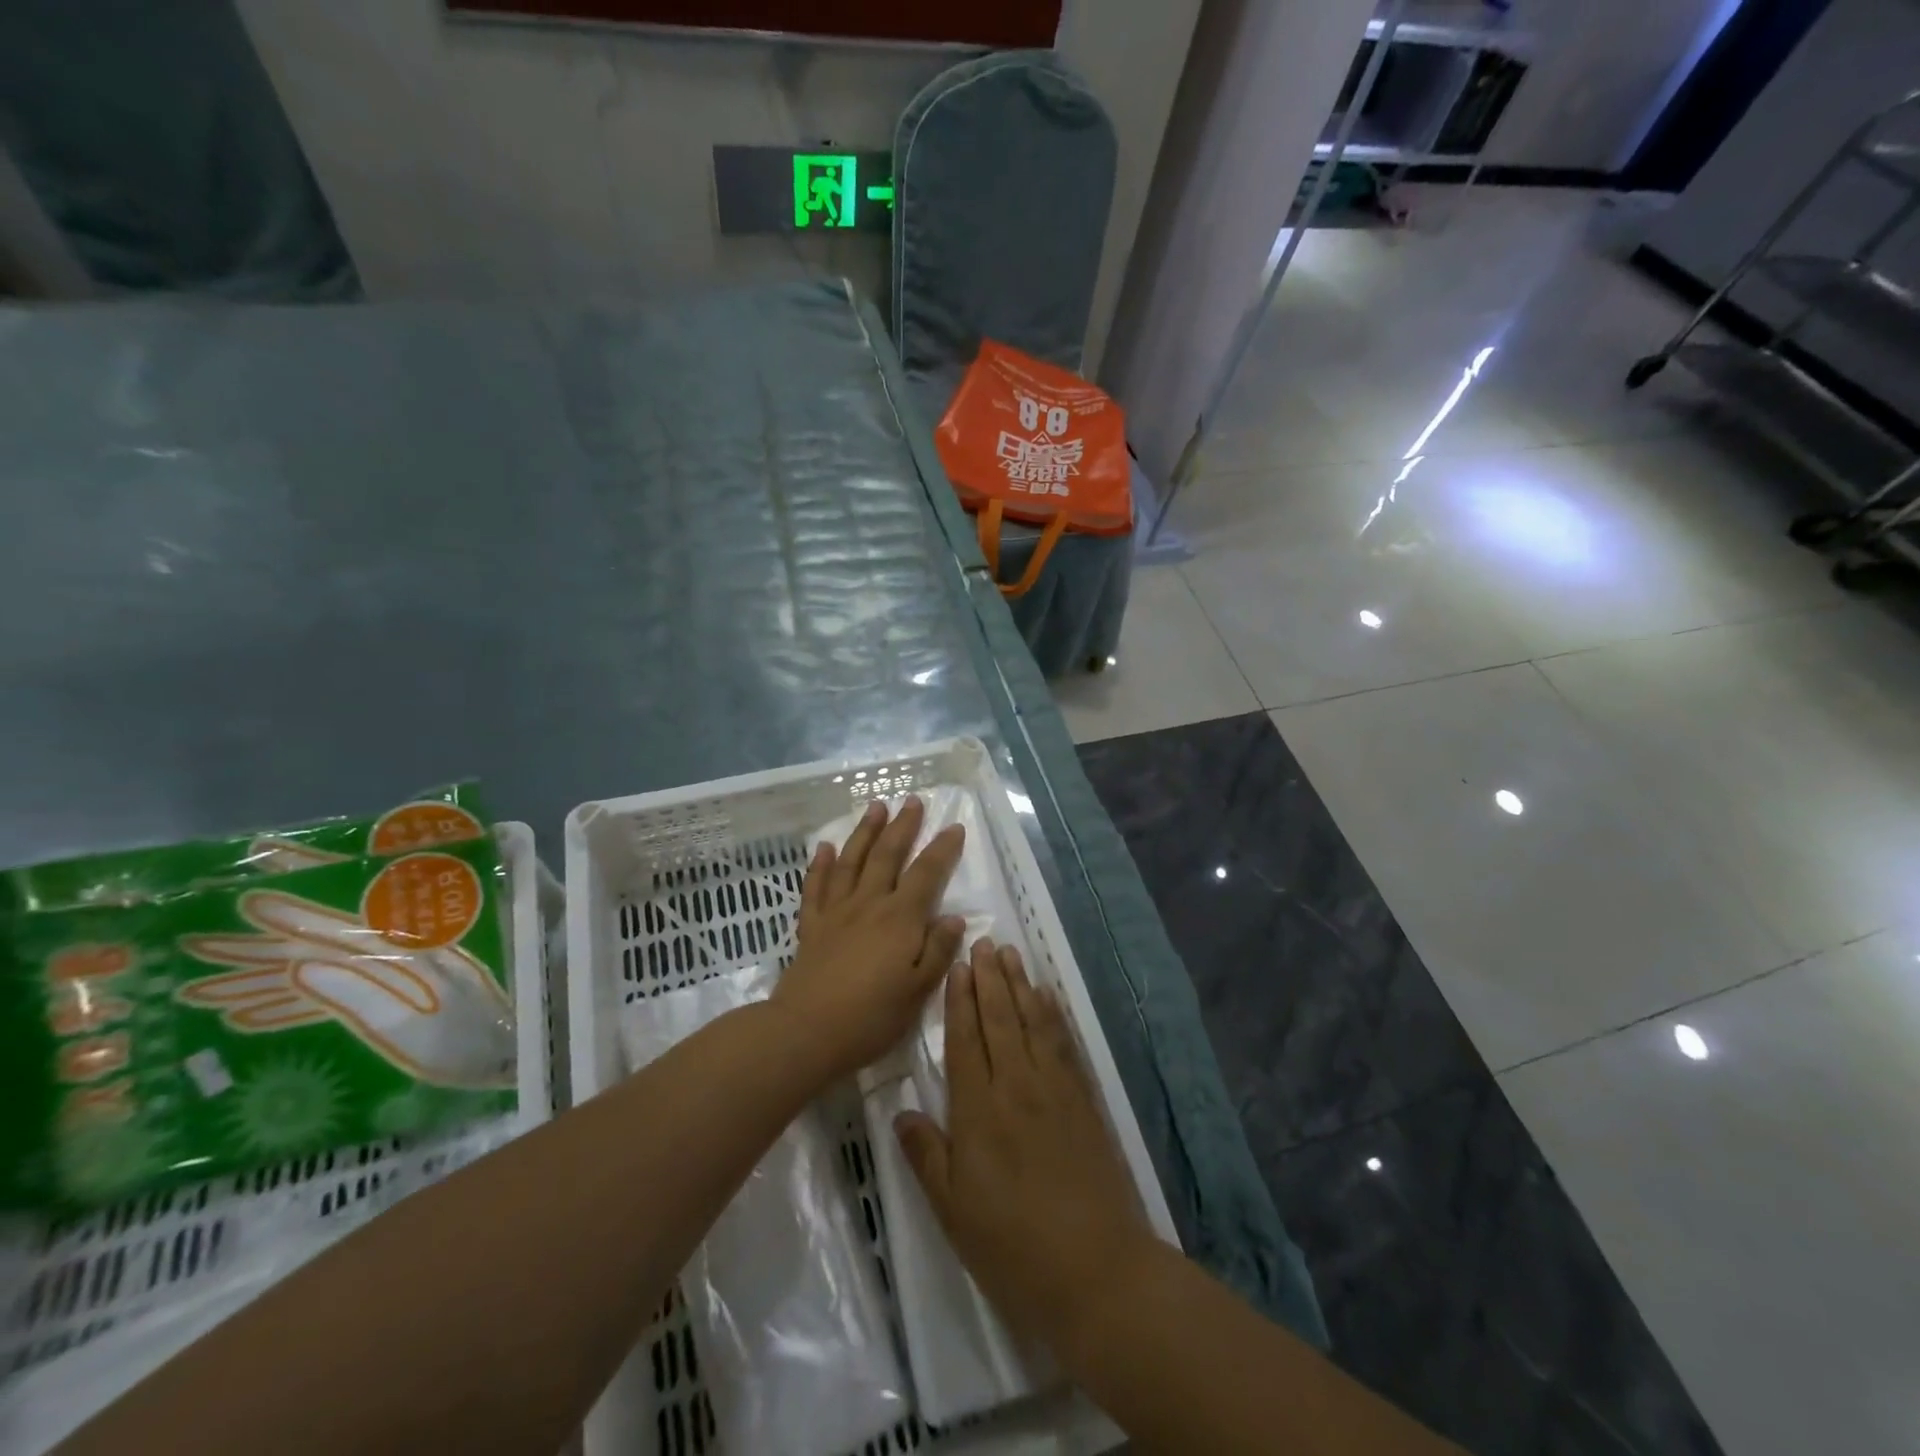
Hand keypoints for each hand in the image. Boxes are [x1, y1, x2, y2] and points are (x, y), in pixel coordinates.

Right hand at [179, 891, 516, 1088]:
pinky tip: (247, 1016)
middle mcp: (406, 953)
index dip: (296, 911)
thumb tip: (300, 968)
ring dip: (266, 977)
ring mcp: (401, 978)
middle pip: (328, 940)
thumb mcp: (416, 1020)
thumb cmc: (470, 1039)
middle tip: (199, 942)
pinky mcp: (399, 1003)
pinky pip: (339, 997)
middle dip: (266, 943)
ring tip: (201, 988)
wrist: (512, 1056)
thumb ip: (362, 993)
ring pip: (324, 968)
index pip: (345, 922)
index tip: (247, 898)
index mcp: (414, 946)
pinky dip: (294, 1004)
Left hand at [773, 796, 965, 1081]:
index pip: (927, 874)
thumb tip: (954, 918)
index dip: (942, 849)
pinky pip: (815, 886)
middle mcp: (869, 903)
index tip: (954, 827)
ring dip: (865, 832)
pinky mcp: (811, 924)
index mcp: (900, 919)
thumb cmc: (871, 1017)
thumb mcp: (918, 991)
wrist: (807, 1032)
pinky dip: (820, 864)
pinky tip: (823, 847)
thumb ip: (938, 951)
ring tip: (875, 807)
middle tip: (912, 800)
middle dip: (903, 826)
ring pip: (852, 860)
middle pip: (888, 855)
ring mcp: (836, 911)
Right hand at [895, 940, 1157, 1357]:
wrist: (1096, 1270)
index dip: (960, 1000)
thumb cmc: (1012, 1246)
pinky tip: (1047, 997)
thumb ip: (926, 1155)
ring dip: (1020, 985)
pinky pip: (1064, 1043)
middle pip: (1000, 1019)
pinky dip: (1053, 1014)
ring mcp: (1055, 1089)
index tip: (958, 966)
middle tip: (984, 943)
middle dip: (989, 979)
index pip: (966, 1039)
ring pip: (1032, 1021)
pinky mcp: (1084, 1100)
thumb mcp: (953, 1210)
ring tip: (1010, 955)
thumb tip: (901, 1112)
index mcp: (979, 1109)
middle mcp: (1017, 1085)